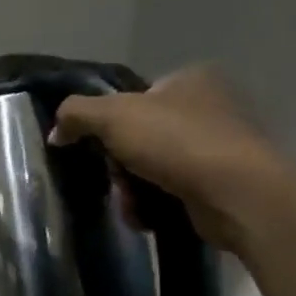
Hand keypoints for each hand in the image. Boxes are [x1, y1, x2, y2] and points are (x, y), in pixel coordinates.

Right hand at [52, 65, 289, 250]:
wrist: (238, 194)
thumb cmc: (175, 141)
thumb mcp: (111, 115)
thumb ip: (75, 113)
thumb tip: (57, 131)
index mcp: (191, 79)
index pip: (136, 96)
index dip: (110, 120)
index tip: (97, 144)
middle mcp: (212, 107)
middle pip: (141, 136)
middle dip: (119, 163)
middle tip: (114, 179)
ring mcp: (222, 147)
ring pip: (154, 167)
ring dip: (133, 188)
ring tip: (131, 203)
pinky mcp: (224, 184)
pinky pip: (174, 192)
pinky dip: (155, 205)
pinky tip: (148, 215)